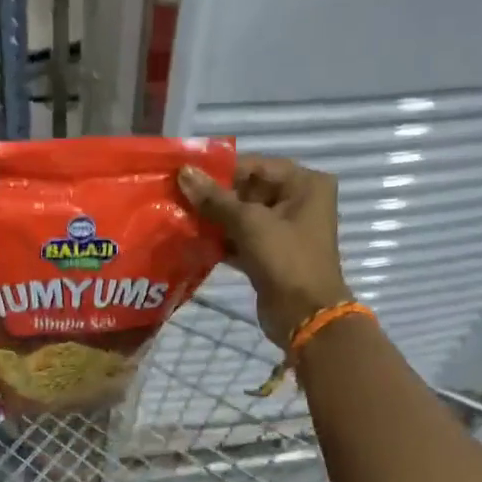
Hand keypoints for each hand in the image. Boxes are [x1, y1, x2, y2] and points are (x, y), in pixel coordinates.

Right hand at [179, 156, 349, 348]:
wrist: (305, 316)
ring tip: (178, 216)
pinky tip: (191, 239)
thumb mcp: (249, 223)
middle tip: (176, 196)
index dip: (219, 170)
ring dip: (213, 219)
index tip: (183, 174)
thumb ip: (214, 198)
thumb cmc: (285, 259)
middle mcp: (298, 200)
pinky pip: (241, 238)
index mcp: (305, 183)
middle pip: (247, 189)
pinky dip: (220, 239)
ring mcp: (285, 229)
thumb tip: (183, 172)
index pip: (254, 166)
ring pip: (242, 215)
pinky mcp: (270, 253)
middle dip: (213, 196)